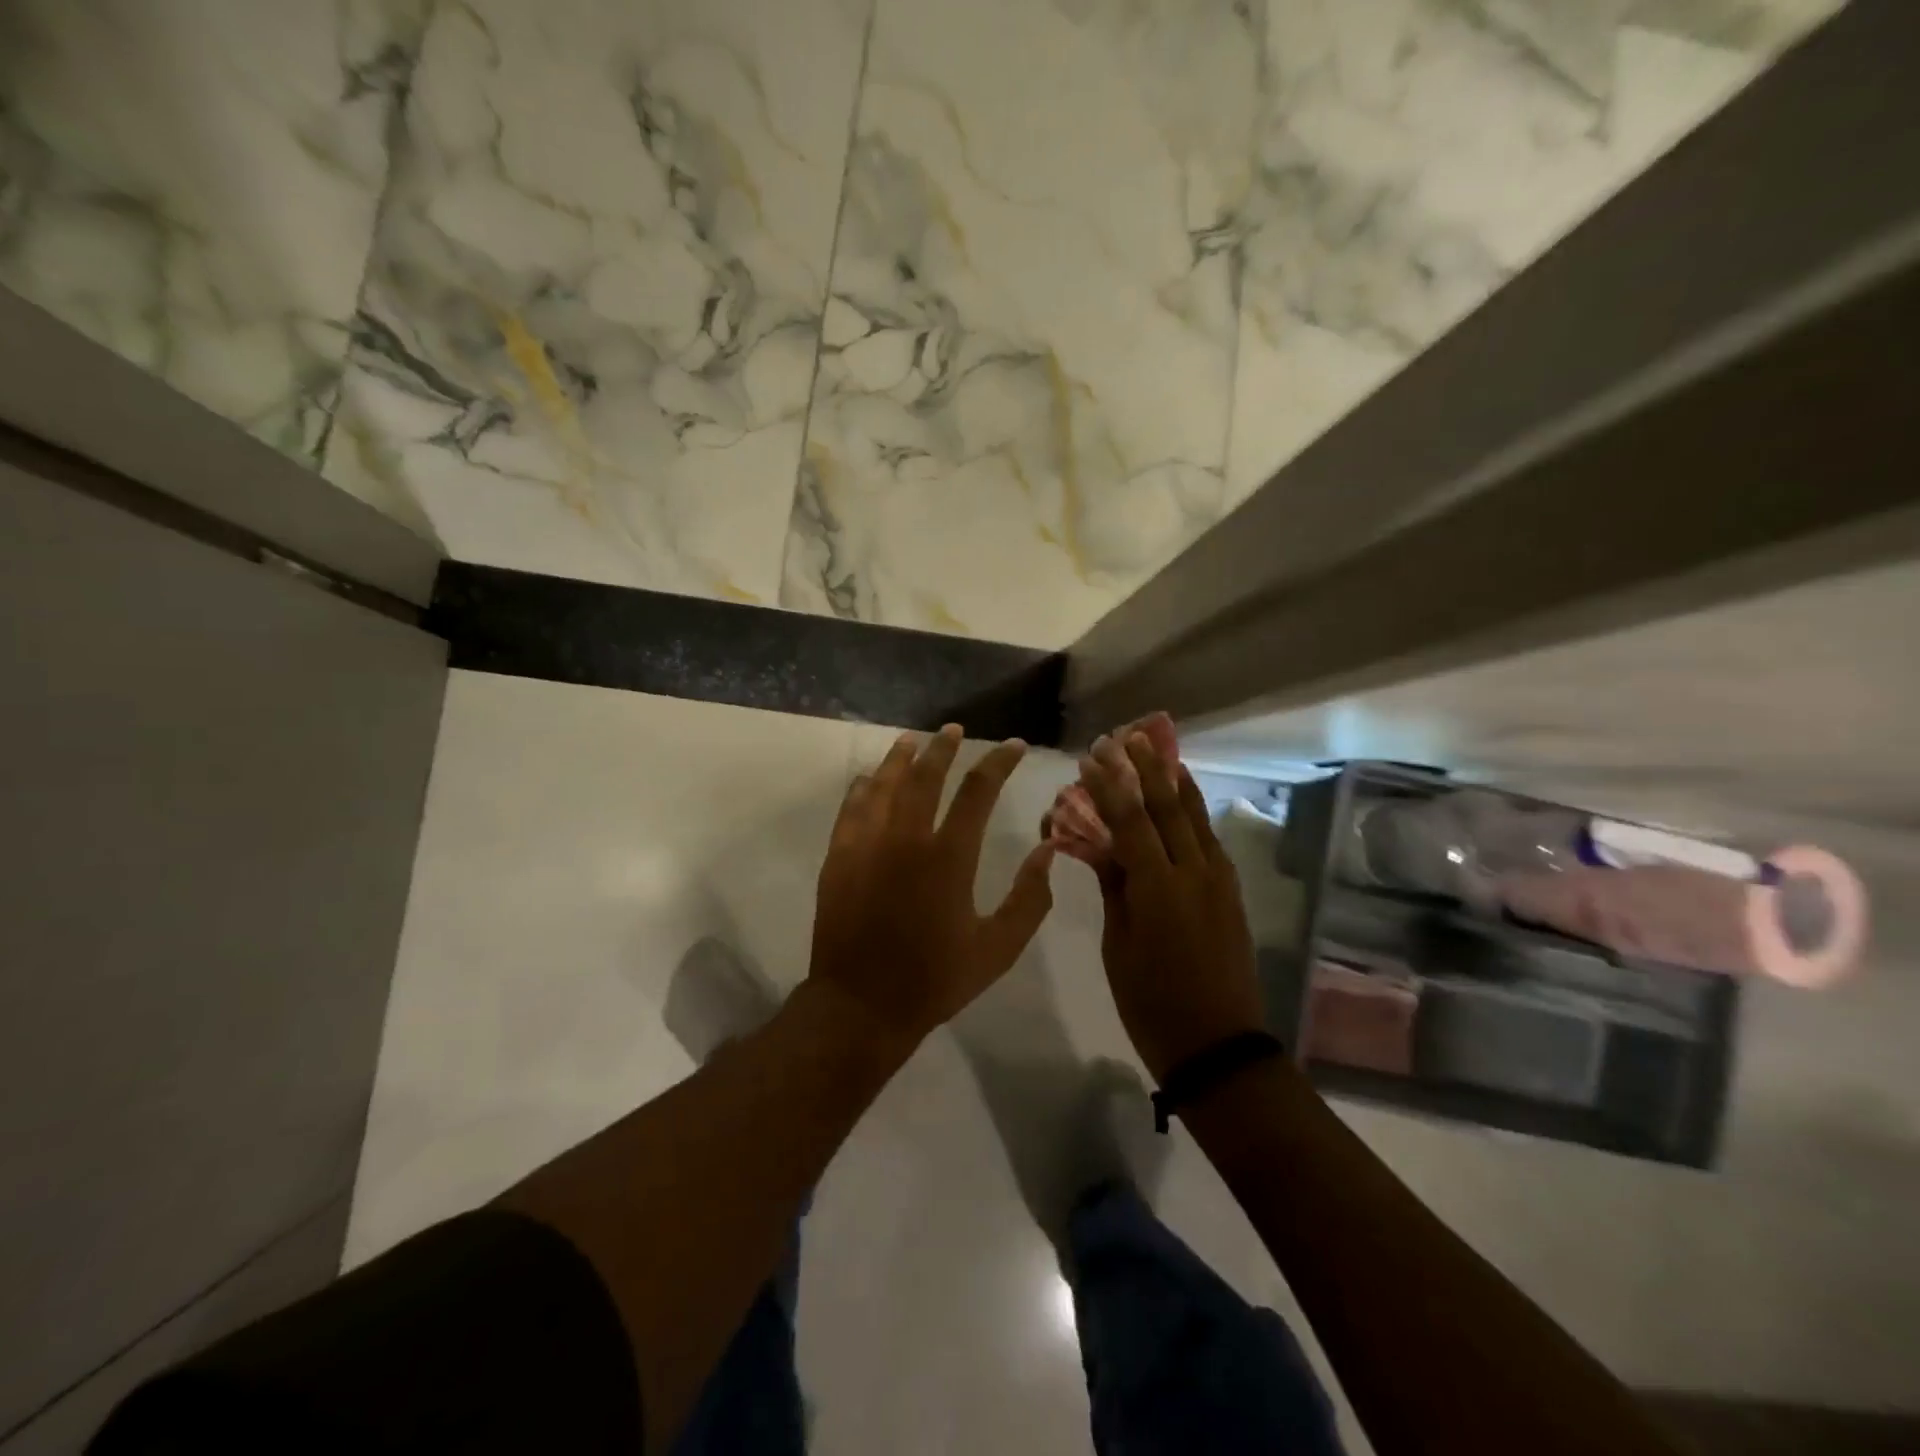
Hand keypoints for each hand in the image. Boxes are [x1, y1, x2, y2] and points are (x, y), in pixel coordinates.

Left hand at [808, 725, 1056, 1055]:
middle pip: (925, 775)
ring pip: (884, 784)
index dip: (998, 763)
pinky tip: (868, 778)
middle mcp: (906, 839)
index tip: (1013, 745)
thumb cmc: (935, 979)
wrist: (861, 1005)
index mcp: (949, 857)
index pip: (978, 791)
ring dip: (900, 758)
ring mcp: (866, 845)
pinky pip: (850, 809)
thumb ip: (1029, 899)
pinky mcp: (839, 857)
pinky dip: (862, 788)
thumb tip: (1046, 850)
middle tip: (955, 730)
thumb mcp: (998, 948)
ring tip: (913, 740)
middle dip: (944, 747)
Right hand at [1077, 730, 1263, 1082]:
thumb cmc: (1152, 1002)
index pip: (1129, 822)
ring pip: (1196, 818)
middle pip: (1168, 808)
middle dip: (1144, 769)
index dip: (1108, 787)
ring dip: (1176, 781)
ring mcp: (1219, 882)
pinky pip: (1210, 840)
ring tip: (1161, 750)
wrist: (1218, 1046)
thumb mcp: (1119, 946)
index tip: (1091, 758)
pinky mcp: (1232, 894)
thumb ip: (1115, 888)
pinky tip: (1186, 800)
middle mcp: (1194, 873)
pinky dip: (1195, 812)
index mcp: (1159, 888)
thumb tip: (1102, 847)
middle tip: (1126, 737)